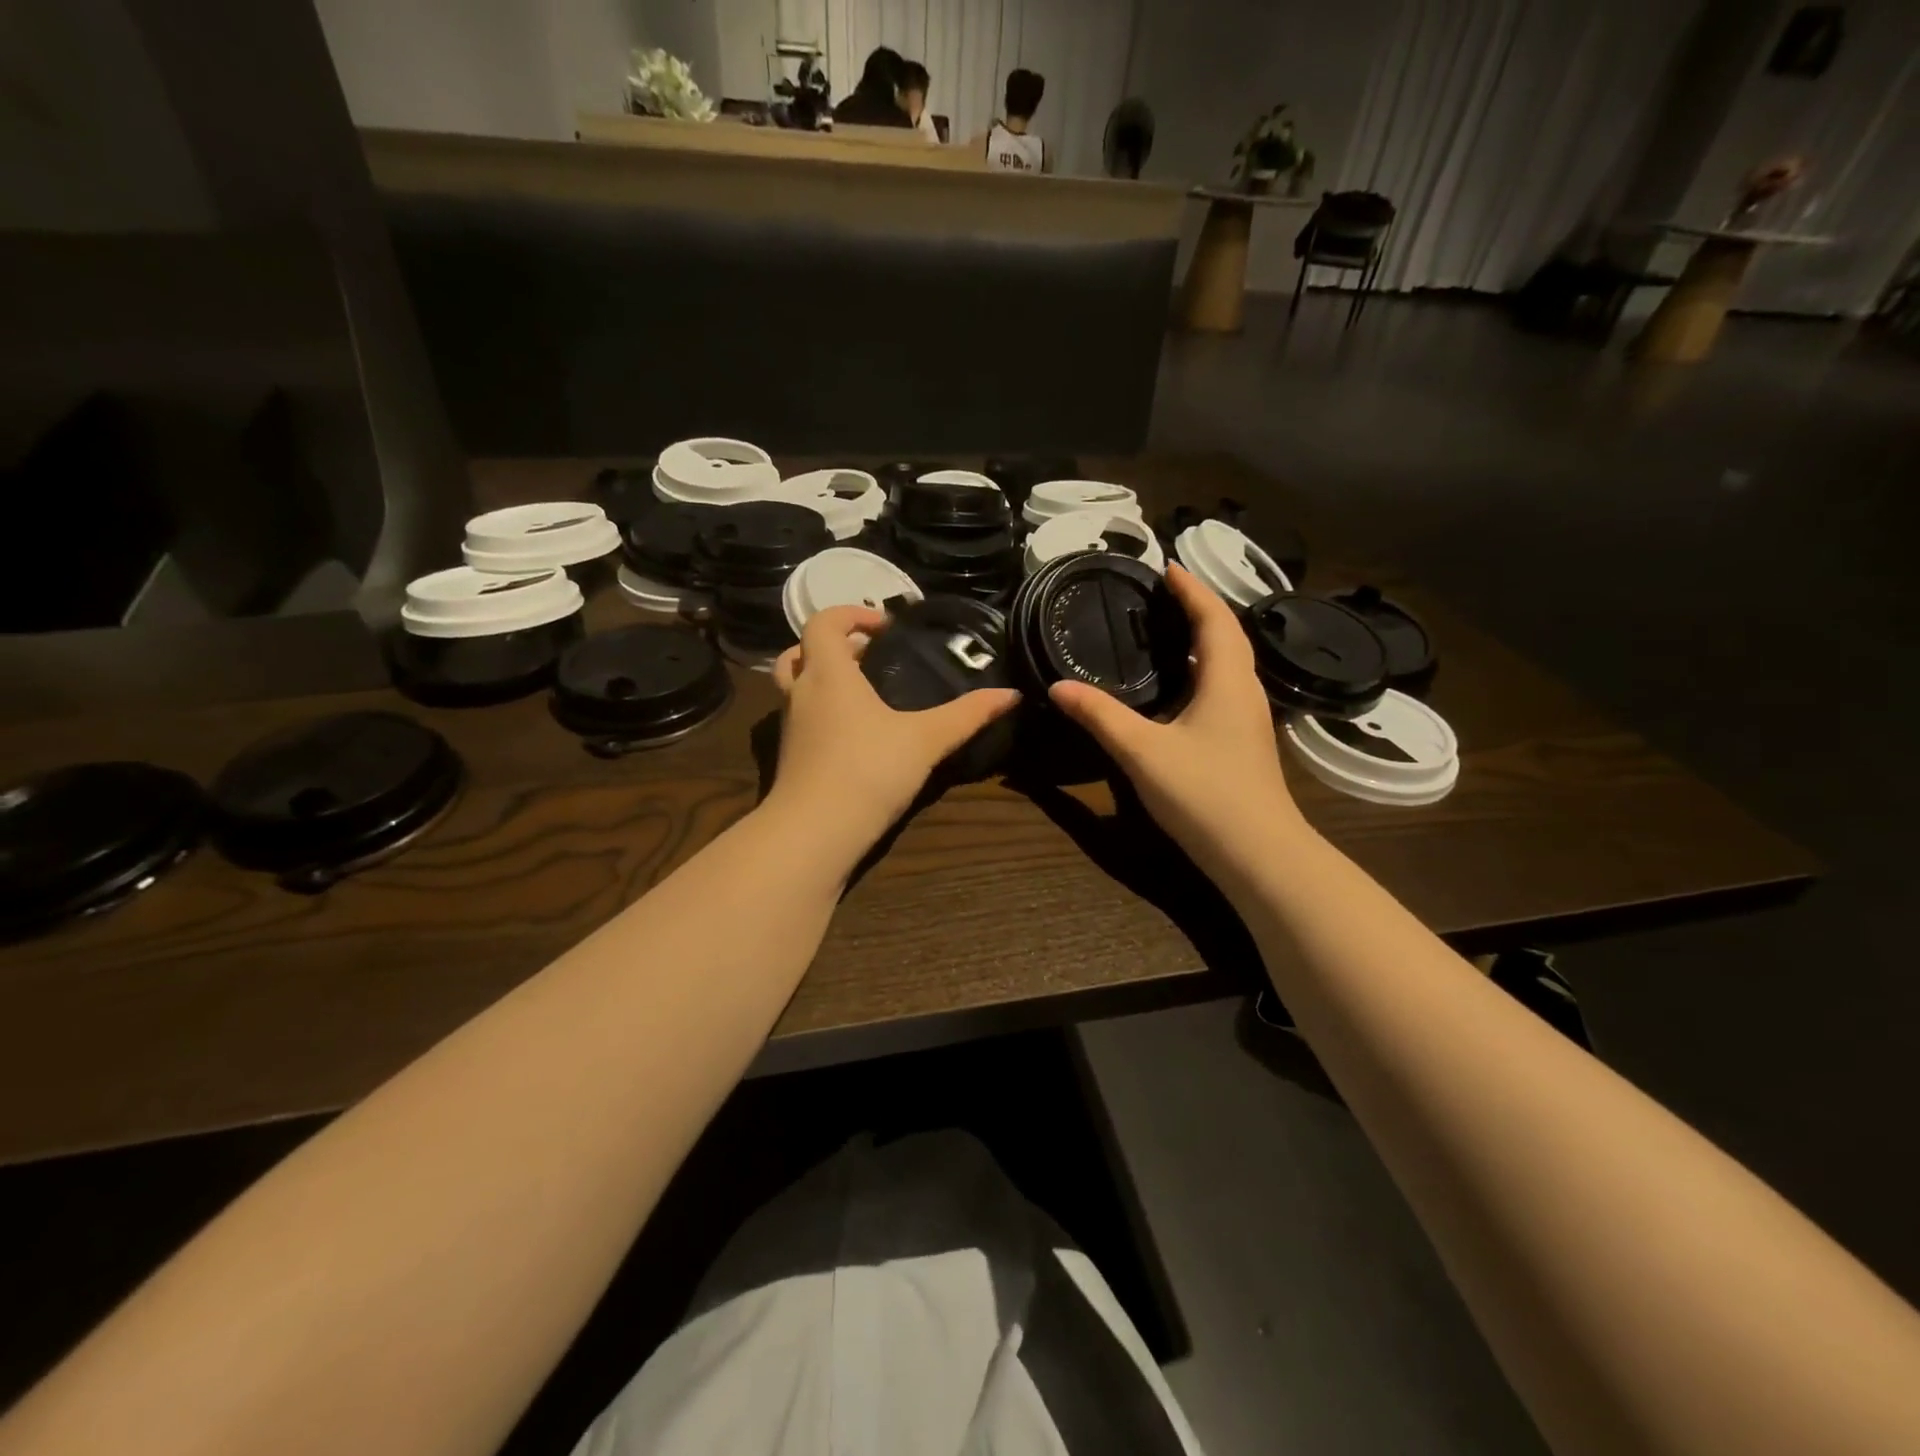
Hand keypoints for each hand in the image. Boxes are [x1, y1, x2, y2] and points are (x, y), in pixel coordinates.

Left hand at [768, 605, 1020, 854]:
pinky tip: (855, 733)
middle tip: (871, 657)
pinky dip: (821, 711)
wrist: (815, 832)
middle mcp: (801, 692)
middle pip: (801, 650)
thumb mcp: (925, 739)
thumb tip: (1011, 694)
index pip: (823, 622)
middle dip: (834, 646)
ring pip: (795, 685)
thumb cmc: (868, 770)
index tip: (885, 627)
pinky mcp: (789, 756)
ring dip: (822, 677)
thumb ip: (967, 715)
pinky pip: (800, 717)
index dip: (851, 614)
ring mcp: (789, 726)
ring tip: (863, 691)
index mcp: (829, 673)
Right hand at [1049, 565, 1311, 881]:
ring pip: (1227, 663)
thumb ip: (1100, 716)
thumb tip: (1058, 686)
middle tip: (1161, 594)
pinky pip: (1223, 687)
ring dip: (1201, 639)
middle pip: (1226, 635)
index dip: (1191, 589)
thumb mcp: (1143, 752)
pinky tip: (1177, 687)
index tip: (1166, 566)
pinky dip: (1200, 670)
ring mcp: (1248, 719)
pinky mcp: (1243, 742)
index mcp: (1227, 680)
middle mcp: (1244, 691)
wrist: (1259, 855)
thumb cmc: (1205, 795)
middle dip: (1197, 607)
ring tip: (1165, 629)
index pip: (1213, 618)